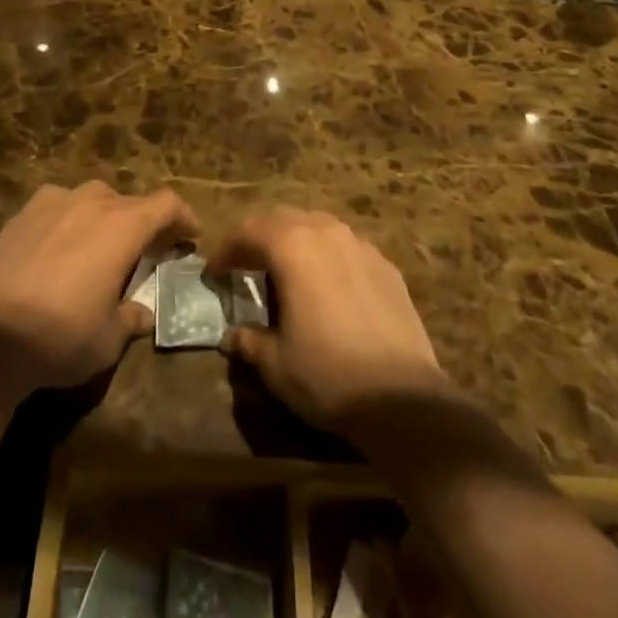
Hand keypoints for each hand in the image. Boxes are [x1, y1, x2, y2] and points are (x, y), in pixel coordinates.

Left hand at [0, 181, 197, 395]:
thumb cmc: (61, 337)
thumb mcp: (109, 338)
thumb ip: (132, 317)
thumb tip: (144, 312)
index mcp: (122, 226)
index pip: (166, 204)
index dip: (184, 216)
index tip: (191, 234)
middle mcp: (90, 203)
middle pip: (129, 201)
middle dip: (143, 222)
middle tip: (145, 249)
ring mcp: (52, 203)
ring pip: (91, 197)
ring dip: (104, 215)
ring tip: (100, 244)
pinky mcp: (20, 214)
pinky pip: (57, 205)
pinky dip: (68, 218)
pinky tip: (58, 244)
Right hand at [211, 207, 452, 434]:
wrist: (402, 398)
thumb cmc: (327, 375)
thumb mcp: (276, 363)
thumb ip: (250, 340)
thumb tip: (233, 335)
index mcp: (292, 247)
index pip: (249, 231)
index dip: (227, 249)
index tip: (215, 271)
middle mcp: (326, 232)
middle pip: (284, 219)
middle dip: (261, 237)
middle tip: (247, 265)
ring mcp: (361, 245)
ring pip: (319, 227)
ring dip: (297, 241)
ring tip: (288, 271)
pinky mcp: (386, 265)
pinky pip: (347, 247)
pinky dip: (328, 257)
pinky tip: (329, 287)